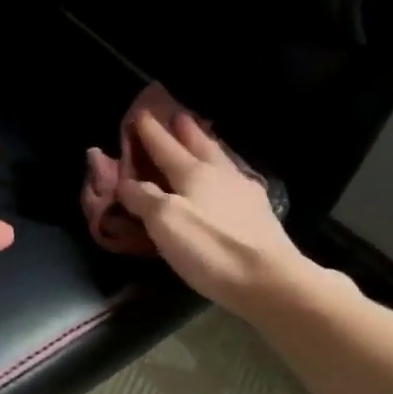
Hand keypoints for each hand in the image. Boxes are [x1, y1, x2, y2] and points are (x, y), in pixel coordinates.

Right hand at [110, 110, 303, 310]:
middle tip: (177, 115)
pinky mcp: (258, 213)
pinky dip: (223, 169)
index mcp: (193, 173)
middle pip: (198, 144)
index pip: (165, 147)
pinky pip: (234, 178)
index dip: (150, 132)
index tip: (139, 114)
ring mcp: (243, 192)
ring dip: (206, 144)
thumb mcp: (165, 222)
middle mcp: (219, 174)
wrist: (267, 279)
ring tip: (201, 137)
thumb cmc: (209, 248)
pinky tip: (227, 177)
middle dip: (184, 130)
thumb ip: (143, 198)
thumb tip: (125, 181)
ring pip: (220, 158)